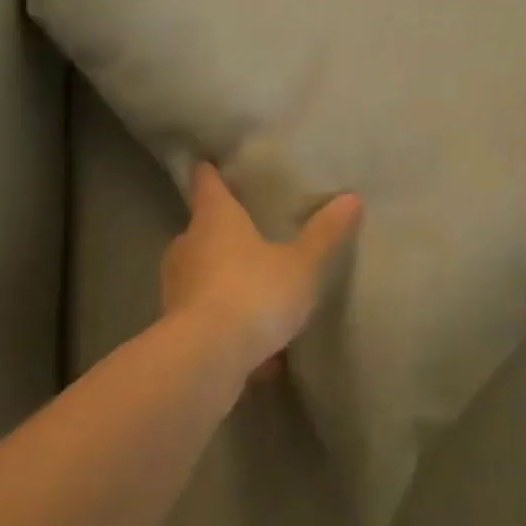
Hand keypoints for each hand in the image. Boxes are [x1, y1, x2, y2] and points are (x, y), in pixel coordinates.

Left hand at [160, 163, 362, 381]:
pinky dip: (227, 327)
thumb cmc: (254, 293)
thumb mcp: (301, 264)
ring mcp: (176, 290)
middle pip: (200, 230)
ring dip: (223, 283)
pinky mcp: (174, 330)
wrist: (204, 361)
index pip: (207, 184)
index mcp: (215, 220)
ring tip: (258, 295)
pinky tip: (259, 355)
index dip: (209, 174)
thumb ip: (324, 233)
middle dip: (220, 233)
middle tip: (247, 232)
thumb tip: (351, 197)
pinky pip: (207, 319)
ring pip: (200, 276)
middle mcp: (188, 247)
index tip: (208, 164)